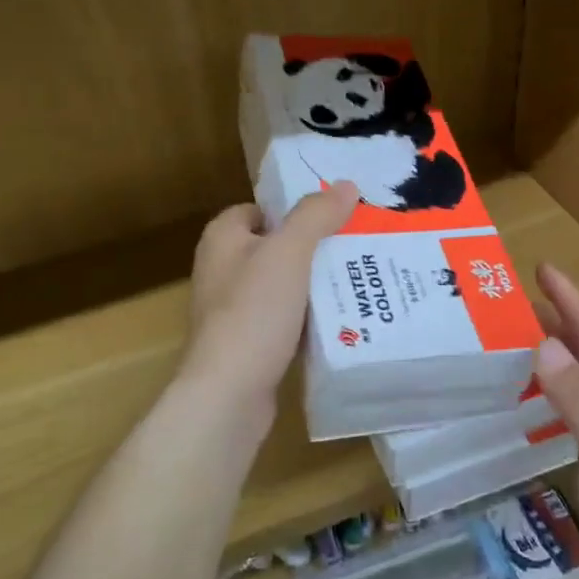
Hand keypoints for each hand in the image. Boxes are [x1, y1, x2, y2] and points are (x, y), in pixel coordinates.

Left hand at [177, 185, 359, 427]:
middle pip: (274, 247)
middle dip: (312, 247)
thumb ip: (316, 215)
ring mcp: (231, 309)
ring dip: (313, 284)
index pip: (259, 209)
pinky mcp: (246, 342)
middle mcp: (221, 269)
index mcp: (222, 239)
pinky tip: (339, 319)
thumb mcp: (289, 252)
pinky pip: (282, 318)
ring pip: (281, 284)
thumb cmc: (254, 311)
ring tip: (357, 279)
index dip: (293, 210)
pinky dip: (307, 317)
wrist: (229, 393)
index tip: (333, 217)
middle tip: (355, 246)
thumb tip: (346, 185)